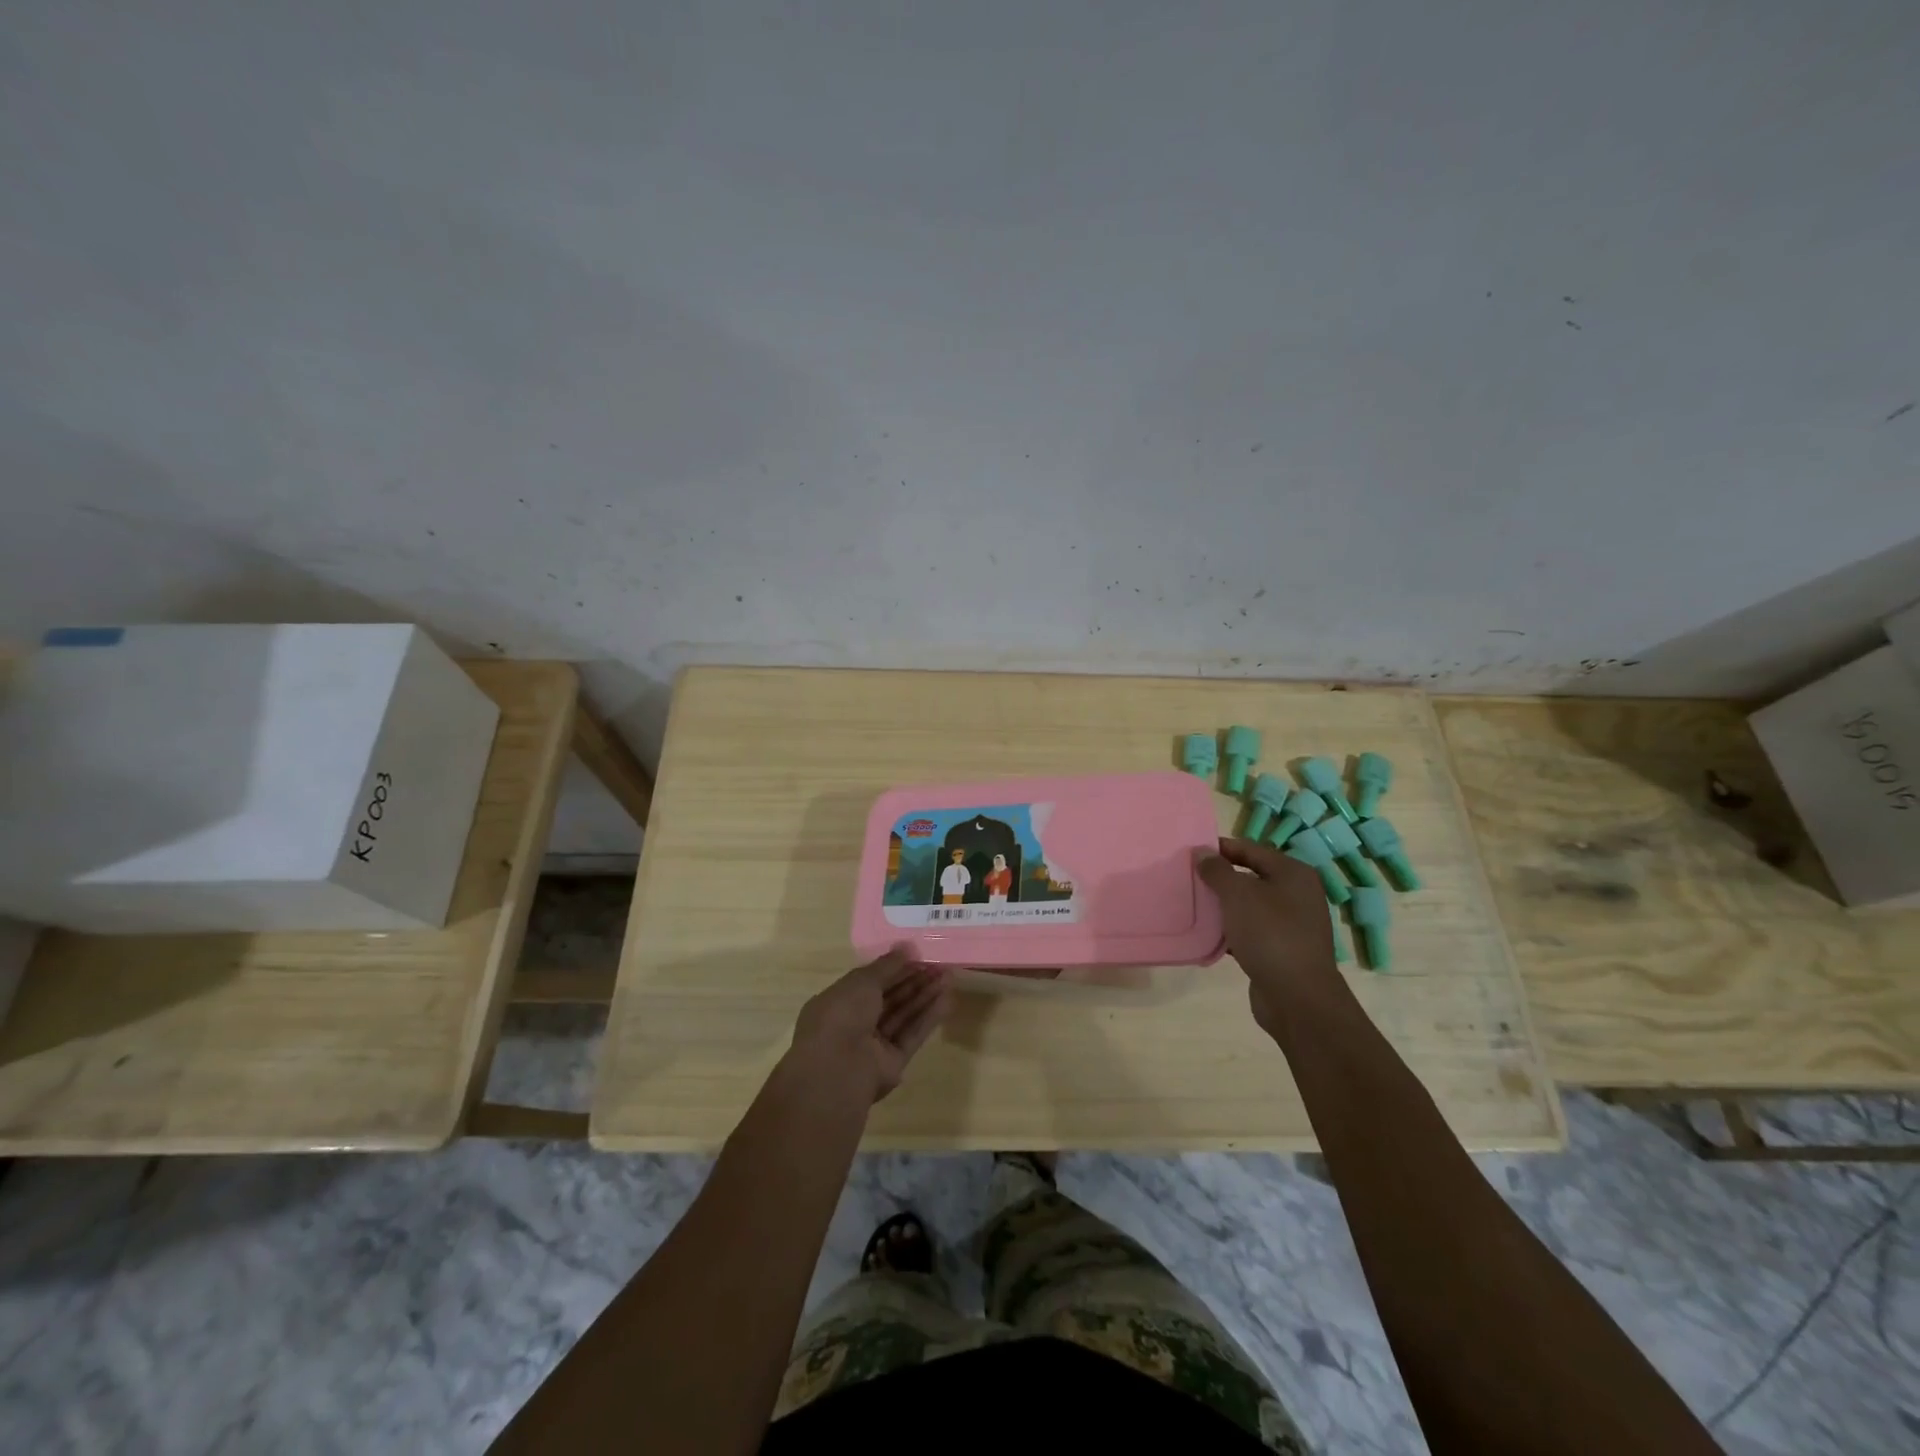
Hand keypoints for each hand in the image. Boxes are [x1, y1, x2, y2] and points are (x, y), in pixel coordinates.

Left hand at [784, 951, 952, 1103]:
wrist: (838, 1070)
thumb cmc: (842, 1015)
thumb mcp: (862, 981)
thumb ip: (887, 965)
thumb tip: (907, 947)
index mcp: (839, 1001)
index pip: (870, 981)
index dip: (894, 968)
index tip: (918, 954)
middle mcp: (855, 1022)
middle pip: (890, 998)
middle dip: (915, 980)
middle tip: (940, 964)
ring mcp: (874, 1044)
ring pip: (903, 1015)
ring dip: (926, 996)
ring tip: (949, 977)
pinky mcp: (893, 1062)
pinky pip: (912, 1035)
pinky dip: (928, 1018)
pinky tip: (947, 1001)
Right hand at [1198, 838, 1348, 1037]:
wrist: (1298, 998)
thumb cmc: (1270, 934)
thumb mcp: (1238, 895)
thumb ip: (1217, 870)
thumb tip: (1202, 852)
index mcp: (1293, 873)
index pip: (1251, 849)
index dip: (1220, 848)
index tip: (1190, 852)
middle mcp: (1297, 894)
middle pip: (1250, 876)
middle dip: (1219, 878)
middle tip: (1188, 878)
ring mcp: (1291, 924)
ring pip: (1249, 905)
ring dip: (1223, 906)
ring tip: (1193, 905)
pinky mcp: (1281, 949)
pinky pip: (1250, 931)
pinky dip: (1230, 930)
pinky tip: (1208, 935)